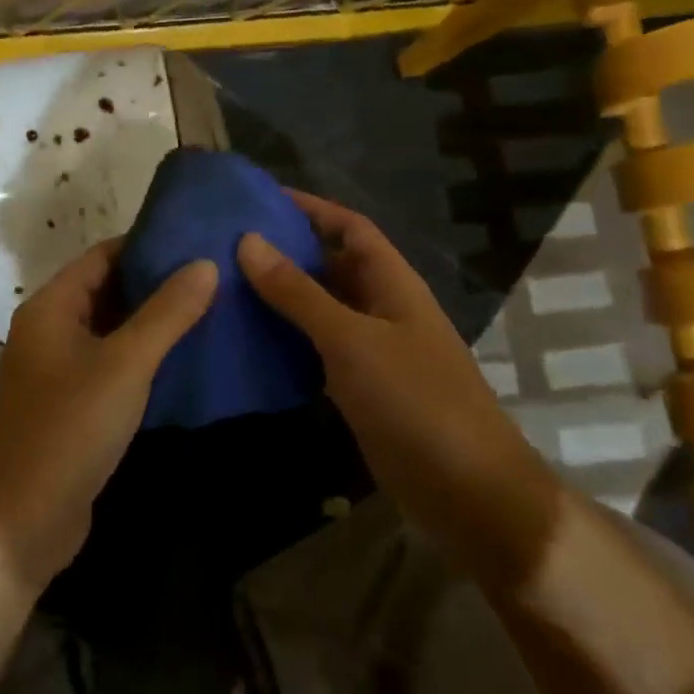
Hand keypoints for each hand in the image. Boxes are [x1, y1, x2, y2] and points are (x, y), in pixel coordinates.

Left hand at [0, 240, 216, 588]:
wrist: (18, 525)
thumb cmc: (67, 431)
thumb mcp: (124, 365)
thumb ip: (166, 313)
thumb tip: (206, 263)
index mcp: (50, 307)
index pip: (103, 256)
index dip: (147, 244)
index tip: (197, 239)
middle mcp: (49, 331)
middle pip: (107, 290)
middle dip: (156, 282)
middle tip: (214, 273)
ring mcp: (58, 371)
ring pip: (112, 330)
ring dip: (153, 321)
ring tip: (211, 307)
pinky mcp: (71, 406)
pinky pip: (111, 366)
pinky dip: (143, 357)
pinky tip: (185, 357)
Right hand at [238, 192, 542, 554]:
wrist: (468, 494)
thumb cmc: (415, 402)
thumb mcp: (351, 340)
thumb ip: (299, 293)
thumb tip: (248, 240)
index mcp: (393, 284)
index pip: (350, 228)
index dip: (311, 208)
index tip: (260, 199)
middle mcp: (383, 310)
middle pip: (333, 267)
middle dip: (287, 253)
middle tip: (228, 247)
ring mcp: (374, 353)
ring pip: (322, 311)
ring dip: (283, 300)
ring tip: (226, 288)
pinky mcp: (362, 391)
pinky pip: (319, 353)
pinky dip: (288, 343)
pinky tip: (249, 344)